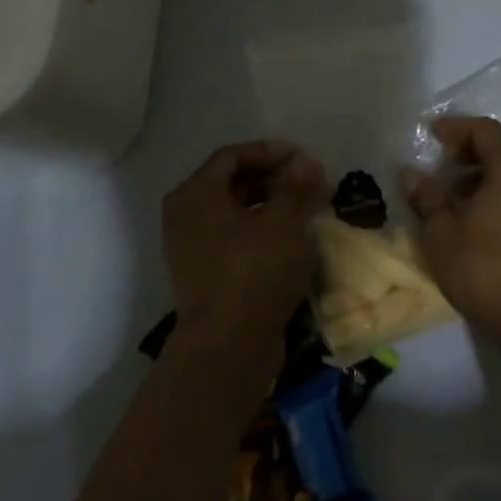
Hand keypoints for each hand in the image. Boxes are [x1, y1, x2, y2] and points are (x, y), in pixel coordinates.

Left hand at [162, 140, 326, 361]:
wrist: (228, 348)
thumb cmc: (254, 272)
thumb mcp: (283, 221)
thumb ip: (295, 185)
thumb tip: (304, 162)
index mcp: (196, 194)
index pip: (233, 156)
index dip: (271, 152)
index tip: (305, 158)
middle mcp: (187, 216)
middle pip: (234, 183)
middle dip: (277, 179)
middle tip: (313, 183)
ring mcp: (194, 248)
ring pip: (238, 212)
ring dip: (275, 205)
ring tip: (311, 209)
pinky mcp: (208, 275)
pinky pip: (237, 238)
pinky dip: (265, 231)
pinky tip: (296, 238)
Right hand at [401, 116, 500, 341]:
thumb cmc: (484, 267)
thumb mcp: (442, 233)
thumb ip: (426, 197)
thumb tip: (410, 173)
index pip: (485, 130)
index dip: (457, 127)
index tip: (432, 135)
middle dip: (467, 152)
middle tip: (440, 165)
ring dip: (481, 176)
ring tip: (452, 195)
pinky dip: (497, 194)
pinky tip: (474, 218)